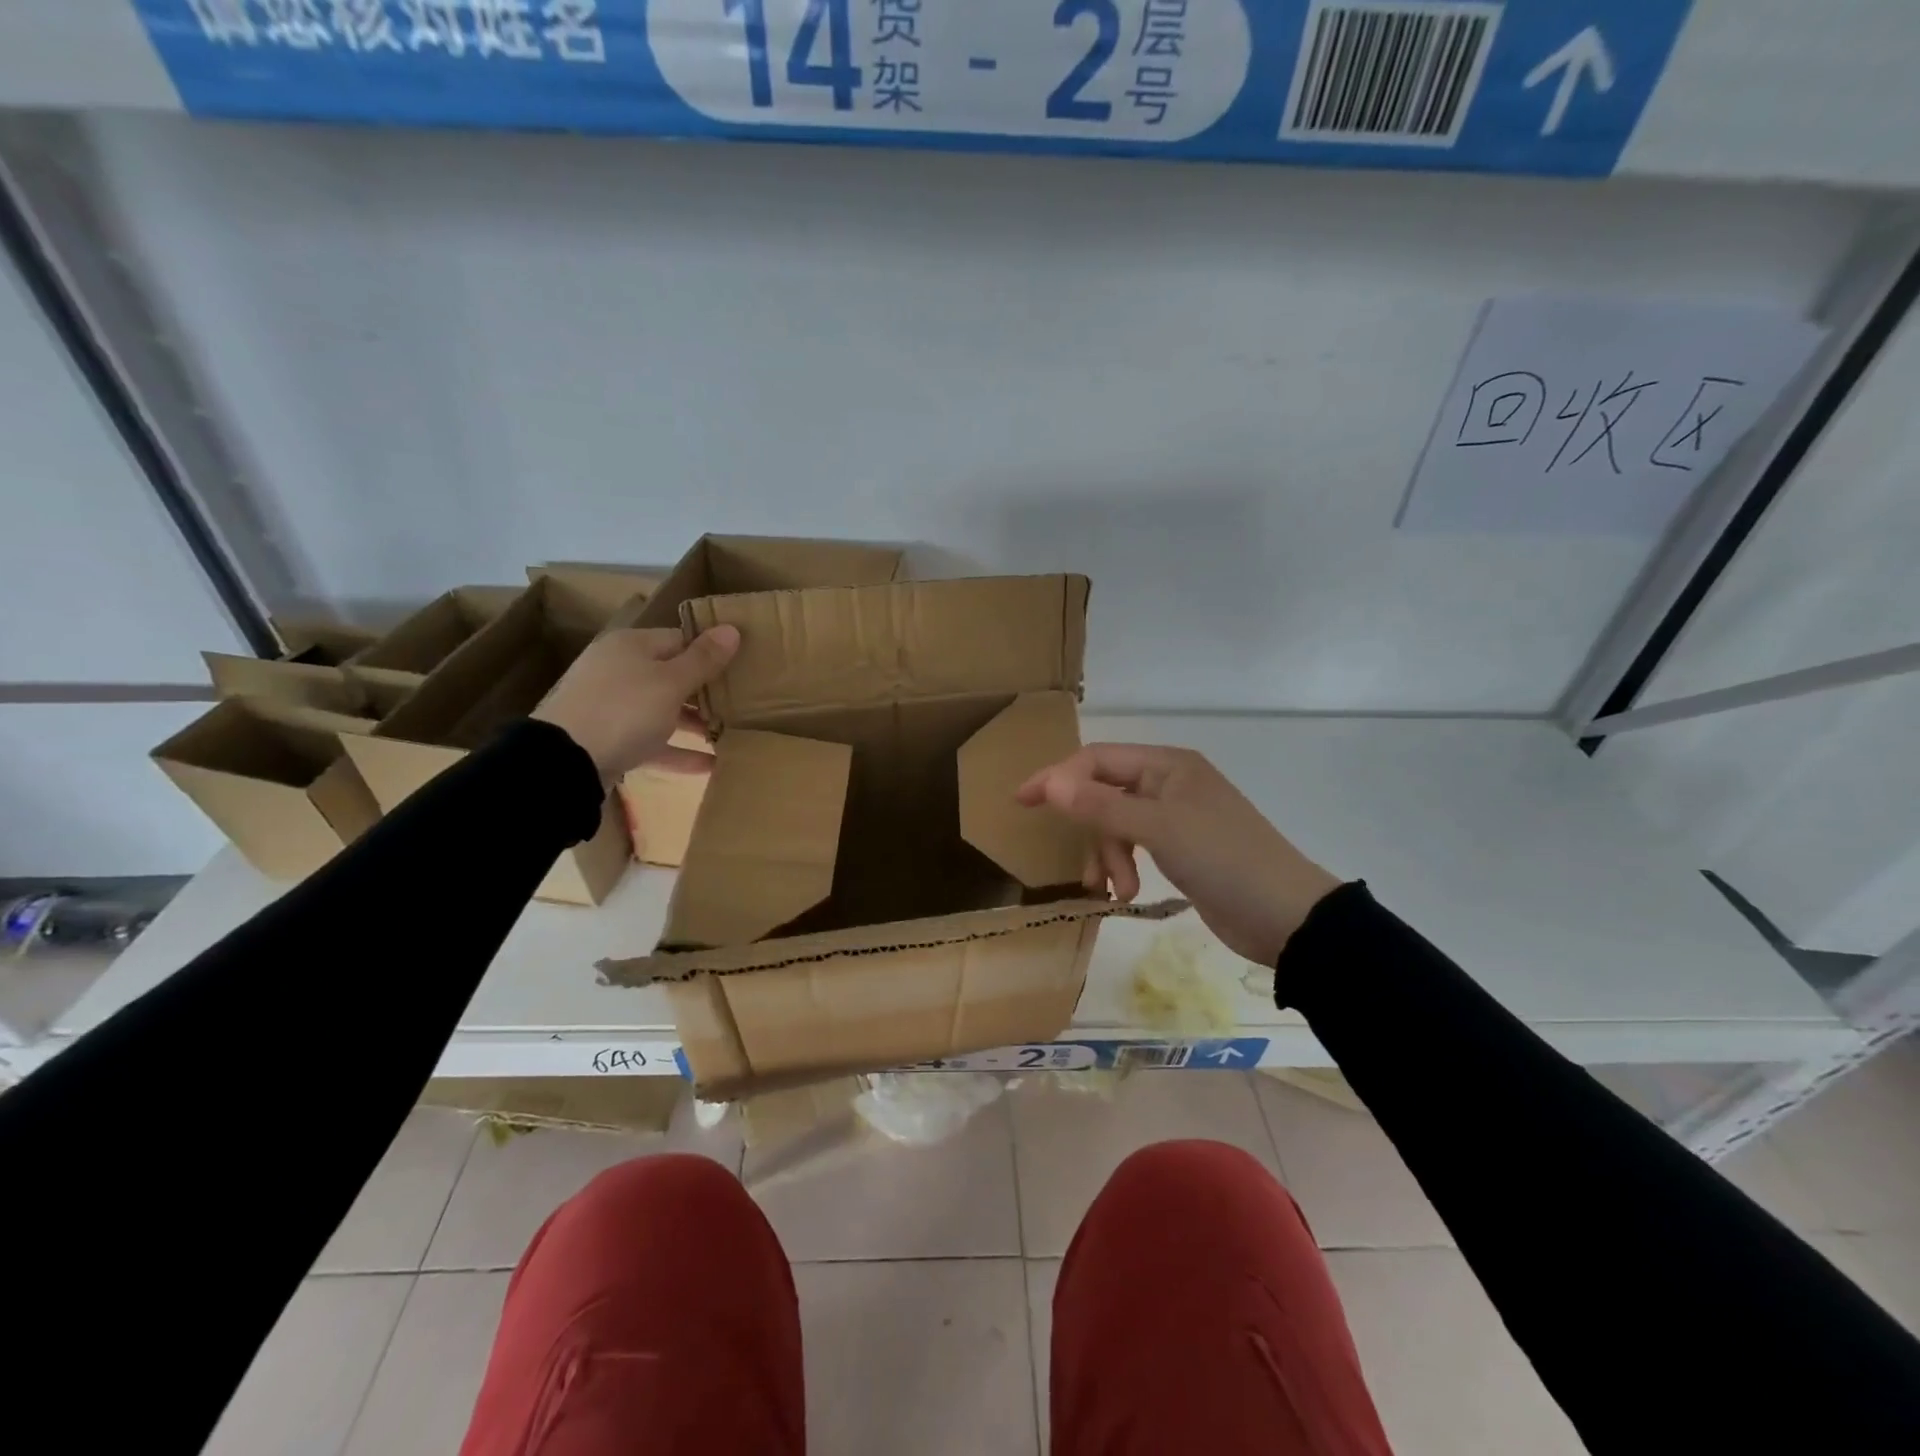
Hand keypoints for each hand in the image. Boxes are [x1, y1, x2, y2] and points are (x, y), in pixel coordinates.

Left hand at [532, 625, 740, 781]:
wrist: (564, 761)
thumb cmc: (624, 710)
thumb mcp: (671, 682)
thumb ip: (703, 659)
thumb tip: (732, 629)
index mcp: (632, 646)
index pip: (680, 639)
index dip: (711, 651)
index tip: (742, 667)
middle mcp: (620, 671)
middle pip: (672, 675)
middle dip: (705, 691)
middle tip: (742, 703)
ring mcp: (613, 707)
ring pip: (663, 710)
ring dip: (695, 723)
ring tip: (729, 735)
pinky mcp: (611, 741)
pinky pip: (652, 742)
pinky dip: (678, 751)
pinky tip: (710, 766)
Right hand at [1017, 743, 1340, 966]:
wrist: (1286, 915)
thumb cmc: (1223, 859)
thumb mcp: (1158, 829)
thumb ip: (1100, 806)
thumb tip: (1049, 781)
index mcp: (1166, 764)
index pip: (1097, 759)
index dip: (1057, 776)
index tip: (1022, 802)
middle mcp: (1169, 783)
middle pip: (1105, 793)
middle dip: (1092, 831)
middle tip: (1085, 869)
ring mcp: (1176, 816)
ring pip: (1118, 824)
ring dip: (1109, 856)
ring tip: (1115, 891)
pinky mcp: (1182, 848)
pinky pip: (1135, 846)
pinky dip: (1124, 867)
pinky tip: (1127, 894)